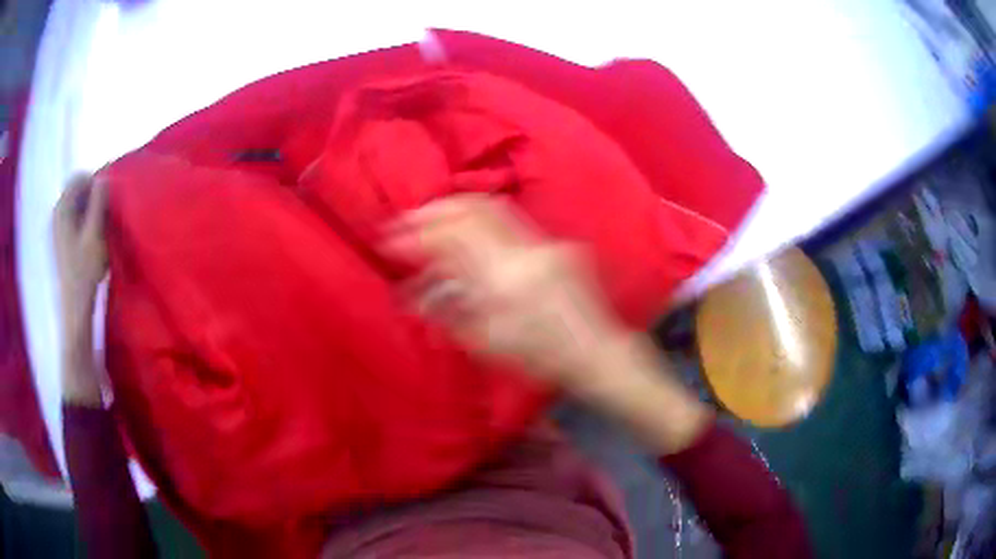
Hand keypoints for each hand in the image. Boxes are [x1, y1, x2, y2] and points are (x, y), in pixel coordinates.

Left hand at [53, 174, 108, 322]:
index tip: (108, 198)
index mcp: (62, 208)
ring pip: (76, 204)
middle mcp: (56, 213)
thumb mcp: (95, 233)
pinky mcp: (60, 240)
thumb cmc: (85, 271)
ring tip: (99, 227)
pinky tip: (90, 238)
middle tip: (105, 213)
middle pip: (76, 190)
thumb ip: (99, 201)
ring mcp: (56, 228)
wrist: (74, 307)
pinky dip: (83, 221)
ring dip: (89, 210)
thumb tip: (105, 176)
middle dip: (92, 196)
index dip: (95, 182)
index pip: (79, 178)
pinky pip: (73, 218)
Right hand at [387, 195, 711, 452]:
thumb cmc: (542, 358)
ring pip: (493, 210)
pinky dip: (481, 226)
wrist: (598, 354)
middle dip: (437, 209)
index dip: (419, 231)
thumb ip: (448, 312)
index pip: (454, 235)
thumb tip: (413, 294)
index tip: (392, 237)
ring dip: (459, 212)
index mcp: (507, 278)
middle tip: (410, 218)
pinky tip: (468, 238)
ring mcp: (544, 244)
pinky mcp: (554, 246)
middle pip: (475, 208)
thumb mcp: (488, 344)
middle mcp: (526, 250)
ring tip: (433, 223)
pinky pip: (509, 225)